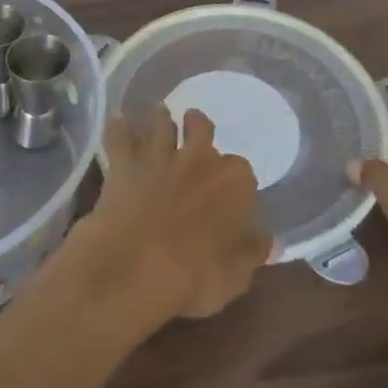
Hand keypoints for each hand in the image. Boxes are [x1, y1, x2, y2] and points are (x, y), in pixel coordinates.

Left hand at [72, 107, 269, 323]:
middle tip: (194, 124)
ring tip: (160, 110)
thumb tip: (269, 241)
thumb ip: (253, 251)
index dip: (236, 183)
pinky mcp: (124, 166)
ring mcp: (160, 158)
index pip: (242, 172)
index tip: (232, 193)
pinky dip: (118, 127)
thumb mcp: (237, 275)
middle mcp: (199, 159)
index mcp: (233, 182)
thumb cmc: (195, 277)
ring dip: (161, 118)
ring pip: (161, 125)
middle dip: (198, 127)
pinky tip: (117, 118)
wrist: (134, 268)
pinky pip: (119, 139)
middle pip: (201, 129)